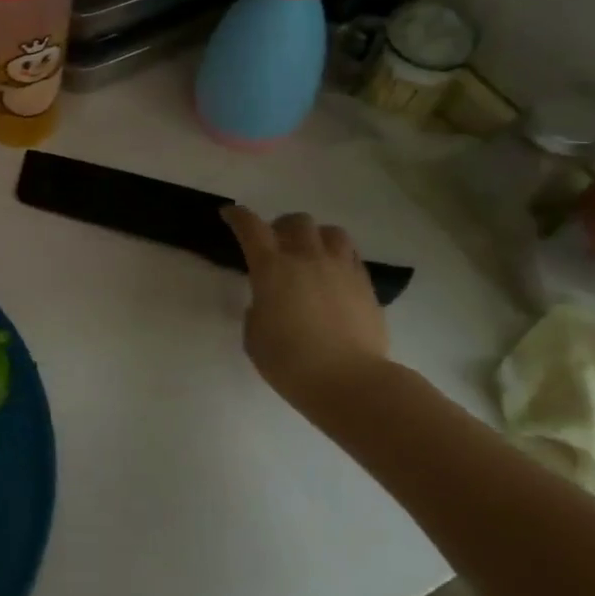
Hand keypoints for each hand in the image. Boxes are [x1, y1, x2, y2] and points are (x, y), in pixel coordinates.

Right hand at [221, 206, 390, 407]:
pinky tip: (333, 276)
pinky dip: (338, 257)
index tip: (229, 214)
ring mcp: (340, 269)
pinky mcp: (365, 285)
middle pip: (296, 221)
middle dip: (281, 226)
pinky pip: (351, 256)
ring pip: (331, 232)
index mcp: (271, 268)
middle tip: (275, 244)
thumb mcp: (254, 336)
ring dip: (316, 237)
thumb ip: (258, 309)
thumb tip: (269, 302)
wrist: (350, 381)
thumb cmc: (290, 362)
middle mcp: (306, 258)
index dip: (237, 216)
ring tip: (311, 254)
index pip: (250, 227)